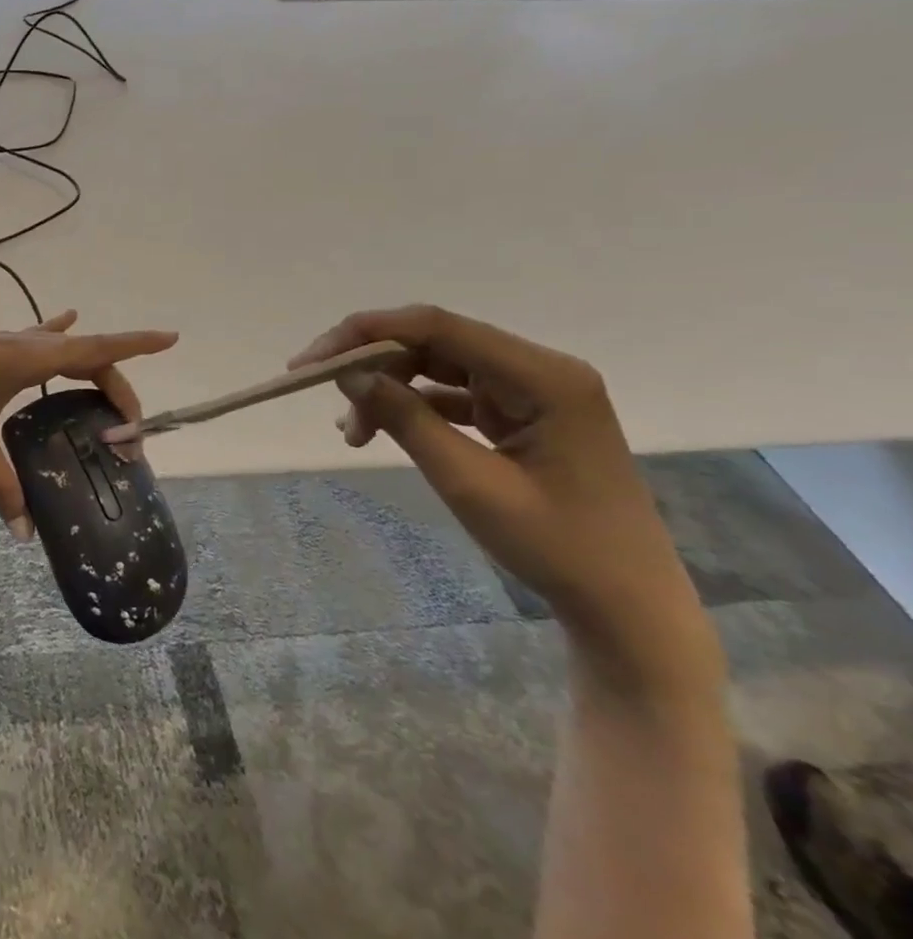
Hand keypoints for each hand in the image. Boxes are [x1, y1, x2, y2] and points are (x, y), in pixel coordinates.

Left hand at [0, 312, 176, 538]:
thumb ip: (2, 489)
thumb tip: (27, 536)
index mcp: (26, 359)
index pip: (95, 350)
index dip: (135, 346)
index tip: (171, 338)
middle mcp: (19, 344)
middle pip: (83, 354)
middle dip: (114, 383)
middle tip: (129, 426)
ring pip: (58, 345)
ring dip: (86, 361)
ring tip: (107, 383)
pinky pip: (31, 340)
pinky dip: (53, 336)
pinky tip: (58, 324)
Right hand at [292, 305, 718, 698]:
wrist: (628, 611)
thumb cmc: (557, 547)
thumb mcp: (469, 482)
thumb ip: (406, 419)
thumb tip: (348, 374)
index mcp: (543, 376)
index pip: (437, 327)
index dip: (366, 333)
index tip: (311, 361)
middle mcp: (539, 370)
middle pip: (434, 342)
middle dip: (372, 364)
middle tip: (321, 393)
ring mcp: (532, 392)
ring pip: (437, 367)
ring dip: (388, 389)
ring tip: (352, 432)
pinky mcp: (522, 416)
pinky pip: (452, 394)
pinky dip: (411, 407)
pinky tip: (377, 430)